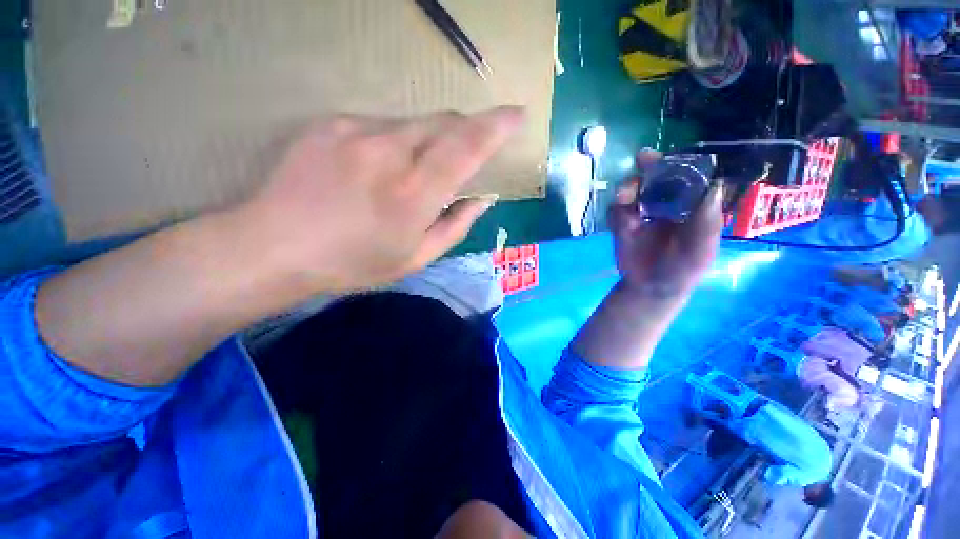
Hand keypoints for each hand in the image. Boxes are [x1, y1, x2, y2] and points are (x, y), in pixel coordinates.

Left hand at [237, 107, 523, 292]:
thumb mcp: (416, 258)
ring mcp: (357, 131)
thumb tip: (482, 200)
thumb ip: (456, 226)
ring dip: (426, 143)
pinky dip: (393, 143)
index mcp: (415, 193)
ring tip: (406, 175)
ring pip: (413, 123)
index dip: (496, 127)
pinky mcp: (332, 123)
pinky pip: (380, 125)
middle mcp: (391, 152)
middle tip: (463, 154)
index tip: (516, 115)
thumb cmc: (354, 262)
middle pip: (445, 123)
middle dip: (465, 131)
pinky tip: (373, 169)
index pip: (467, 147)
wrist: (276, 247)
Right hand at [609, 150, 723, 297]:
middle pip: (657, 176)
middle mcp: (666, 203)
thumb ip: (708, 223)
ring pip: (633, 189)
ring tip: (624, 198)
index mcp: (691, 206)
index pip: (688, 176)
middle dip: (650, 166)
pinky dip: (616, 212)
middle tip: (642, 160)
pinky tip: (621, 224)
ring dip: (628, 188)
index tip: (675, 156)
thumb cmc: (683, 270)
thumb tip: (715, 186)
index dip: (681, 163)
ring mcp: (641, 212)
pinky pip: (615, 210)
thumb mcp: (702, 250)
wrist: (650, 288)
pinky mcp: (621, 223)